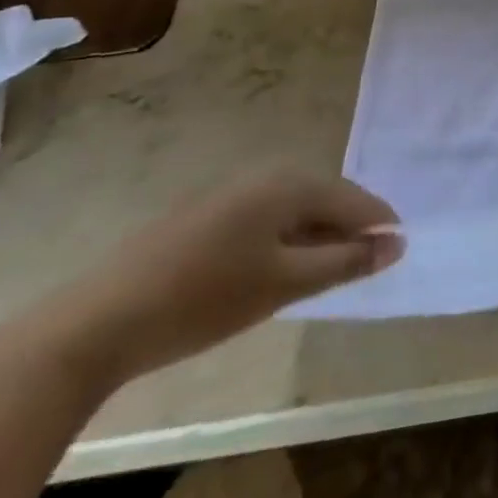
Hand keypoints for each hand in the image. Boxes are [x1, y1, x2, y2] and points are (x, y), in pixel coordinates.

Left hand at [42, 169, 404, 385]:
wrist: (99, 322)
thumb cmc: (205, 299)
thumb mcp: (285, 284)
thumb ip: (345, 262)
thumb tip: (397, 243)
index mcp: (290, 183)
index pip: (353, 198)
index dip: (379, 225)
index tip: (398, 252)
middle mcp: (265, 175)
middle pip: (325, 198)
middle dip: (349, 230)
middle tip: (366, 266)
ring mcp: (232, 192)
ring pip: (294, 209)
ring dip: (317, 236)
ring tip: (328, 271)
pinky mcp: (207, 214)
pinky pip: (266, 218)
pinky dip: (286, 240)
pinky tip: (279, 269)